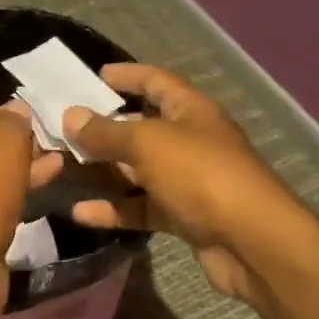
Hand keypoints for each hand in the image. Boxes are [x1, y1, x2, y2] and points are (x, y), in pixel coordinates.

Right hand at [62, 64, 298, 304]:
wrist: (253, 243)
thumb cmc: (201, 175)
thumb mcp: (148, 144)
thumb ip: (107, 132)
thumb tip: (71, 115)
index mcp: (191, 111)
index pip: (156, 81)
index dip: (127, 75)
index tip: (93, 76)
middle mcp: (191, 141)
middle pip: (143, 127)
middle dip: (105, 127)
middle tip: (64, 127)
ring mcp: (189, 180)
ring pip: (139, 170)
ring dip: (105, 170)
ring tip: (64, 167)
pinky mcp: (184, 217)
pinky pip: (142, 207)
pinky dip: (115, 209)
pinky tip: (81, 213)